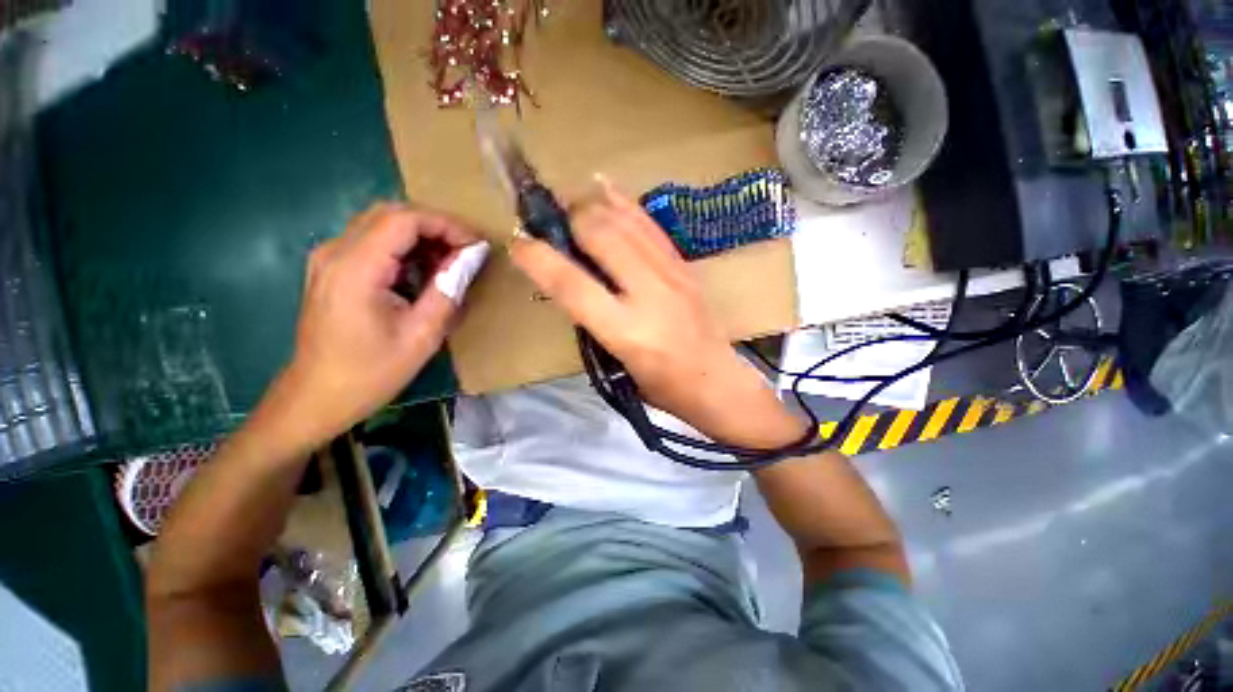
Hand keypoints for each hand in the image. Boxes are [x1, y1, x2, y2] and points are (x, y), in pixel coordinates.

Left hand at [264, 204, 484, 449]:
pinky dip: (404, 247)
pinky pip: (372, 241)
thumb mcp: (422, 335)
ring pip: (381, 223)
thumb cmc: (371, 373)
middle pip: (391, 213)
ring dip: (421, 235)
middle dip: (436, 226)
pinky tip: (423, 271)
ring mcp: (329, 258)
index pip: (404, 219)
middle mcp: (335, 252)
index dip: (447, 224)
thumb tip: (472, 256)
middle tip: (467, 251)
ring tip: (451, 262)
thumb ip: (448, 289)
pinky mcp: (331, 268)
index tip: (477, 245)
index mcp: (356, 268)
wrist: (316, 397)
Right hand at [510, 182, 807, 448]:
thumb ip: (592, 322)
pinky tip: (606, 188)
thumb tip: (571, 282)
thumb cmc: (663, 388)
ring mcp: (672, 275)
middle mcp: (649, 295)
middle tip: (554, 224)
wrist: (718, 383)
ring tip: (574, 204)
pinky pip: (651, 226)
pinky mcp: (686, 267)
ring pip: (625, 222)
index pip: (572, 284)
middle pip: (601, 234)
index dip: (539, 259)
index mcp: (627, 332)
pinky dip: (625, 203)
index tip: (518, 243)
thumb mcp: (616, 367)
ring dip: (593, 206)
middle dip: (570, 220)